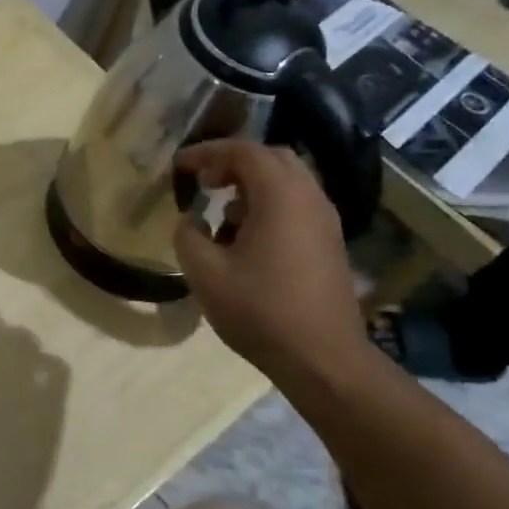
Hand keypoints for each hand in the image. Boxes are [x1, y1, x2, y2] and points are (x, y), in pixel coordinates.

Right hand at [172, 140, 368, 376]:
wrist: (322, 357)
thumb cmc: (260, 310)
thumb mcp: (205, 273)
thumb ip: (188, 236)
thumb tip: (190, 221)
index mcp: (280, 196)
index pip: (243, 151)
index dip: (206, 152)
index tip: (179, 165)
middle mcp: (309, 197)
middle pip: (271, 158)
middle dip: (232, 162)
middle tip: (203, 182)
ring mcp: (325, 220)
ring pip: (287, 182)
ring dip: (251, 186)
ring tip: (220, 213)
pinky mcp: (330, 243)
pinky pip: (297, 205)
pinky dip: (268, 205)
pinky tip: (245, 239)